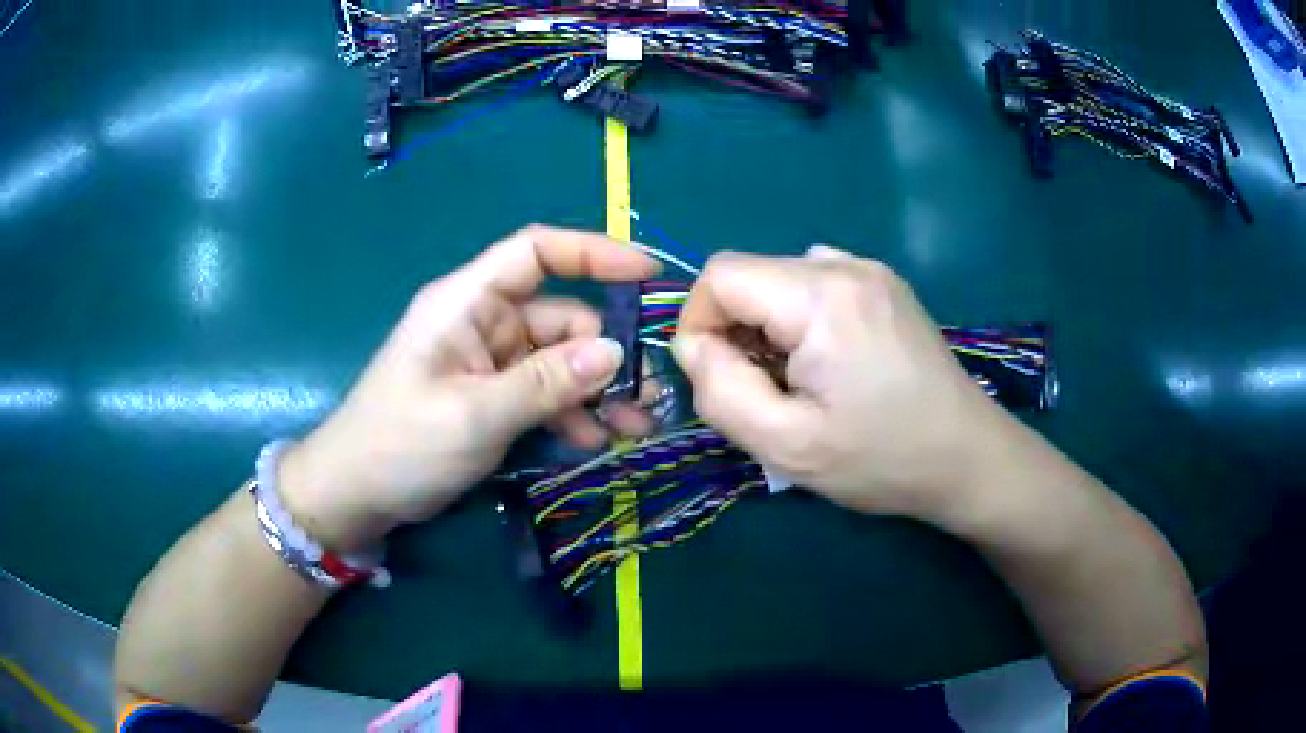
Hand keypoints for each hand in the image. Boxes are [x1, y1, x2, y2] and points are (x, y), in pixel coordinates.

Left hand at [278, 226, 659, 550]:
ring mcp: (488, 361)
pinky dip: (570, 412)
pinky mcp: (492, 396)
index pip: (536, 252)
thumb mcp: (474, 415)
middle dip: (606, 353)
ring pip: (559, 360)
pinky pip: (543, 392)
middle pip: (561, 316)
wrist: (355, 494)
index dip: (594, 252)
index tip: (647, 273)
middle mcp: (482, 322)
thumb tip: (615, 353)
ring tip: (633, 428)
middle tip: (648, 396)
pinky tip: (593, 441)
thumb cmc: (400, 445)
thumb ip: (545, 383)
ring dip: (596, 390)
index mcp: (467, 302)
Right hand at [671, 246, 1014, 524]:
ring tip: (799, 382)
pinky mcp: (885, 285)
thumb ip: (720, 391)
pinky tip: (828, 363)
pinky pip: (815, 285)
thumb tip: (693, 346)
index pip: (721, 274)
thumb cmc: (881, 458)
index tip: (716, 377)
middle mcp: (845, 264)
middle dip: (736, 331)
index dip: (699, 322)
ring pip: (780, 280)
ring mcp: (870, 270)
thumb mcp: (786, 445)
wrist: (968, 457)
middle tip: (763, 391)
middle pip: (751, 274)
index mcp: (822, 296)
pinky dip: (799, 320)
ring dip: (768, 327)